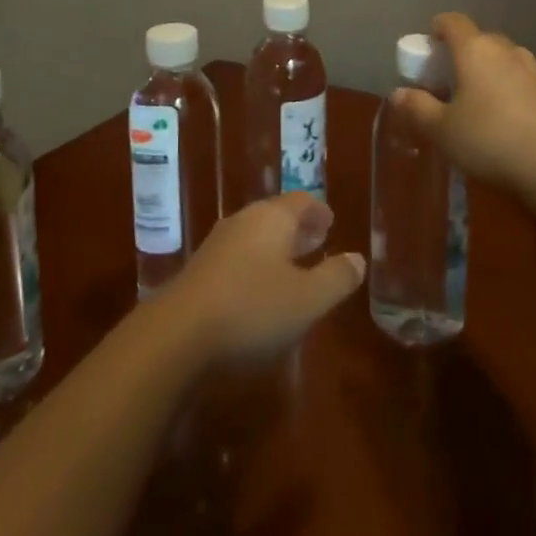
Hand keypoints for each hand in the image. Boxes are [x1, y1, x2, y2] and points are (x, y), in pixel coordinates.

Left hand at [168, 193, 366, 363]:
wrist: (178, 333)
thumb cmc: (252, 309)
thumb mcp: (307, 300)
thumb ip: (336, 278)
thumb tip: (357, 259)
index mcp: (272, 218)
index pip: (301, 202)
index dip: (318, 211)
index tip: (331, 223)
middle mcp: (244, 221)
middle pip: (276, 216)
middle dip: (299, 228)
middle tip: (318, 241)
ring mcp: (218, 244)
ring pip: (256, 236)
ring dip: (277, 247)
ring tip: (294, 266)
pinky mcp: (200, 270)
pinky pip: (239, 256)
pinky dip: (257, 264)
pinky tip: (260, 290)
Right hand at [392, 11, 535, 193]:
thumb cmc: (490, 141)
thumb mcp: (442, 130)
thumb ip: (417, 108)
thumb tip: (398, 93)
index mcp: (476, 50)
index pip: (453, 22)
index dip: (437, 29)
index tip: (428, 48)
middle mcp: (509, 52)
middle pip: (482, 41)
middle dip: (465, 56)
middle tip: (451, 83)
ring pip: (508, 63)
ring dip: (493, 75)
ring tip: (483, 106)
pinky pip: (529, 86)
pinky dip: (517, 95)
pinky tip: (514, 125)